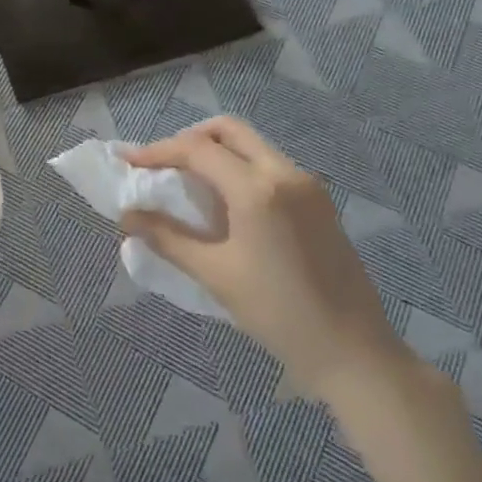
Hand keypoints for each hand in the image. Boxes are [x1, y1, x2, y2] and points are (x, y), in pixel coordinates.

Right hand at [122, 117, 414, 401]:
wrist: (353, 350)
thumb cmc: (277, 312)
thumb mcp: (215, 274)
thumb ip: (168, 237)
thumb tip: (128, 216)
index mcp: (257, 188)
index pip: (197, 150)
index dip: (157, 151)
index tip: (128, 162)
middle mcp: (285, 173)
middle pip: (229, 131)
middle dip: (189, 140)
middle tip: (161, 165)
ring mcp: (307, 185)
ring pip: (252, 146)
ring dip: (215, 153)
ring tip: (187, 184)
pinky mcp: (319, 201)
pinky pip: (269, 166)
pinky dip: (239, 169)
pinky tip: (224, 203)